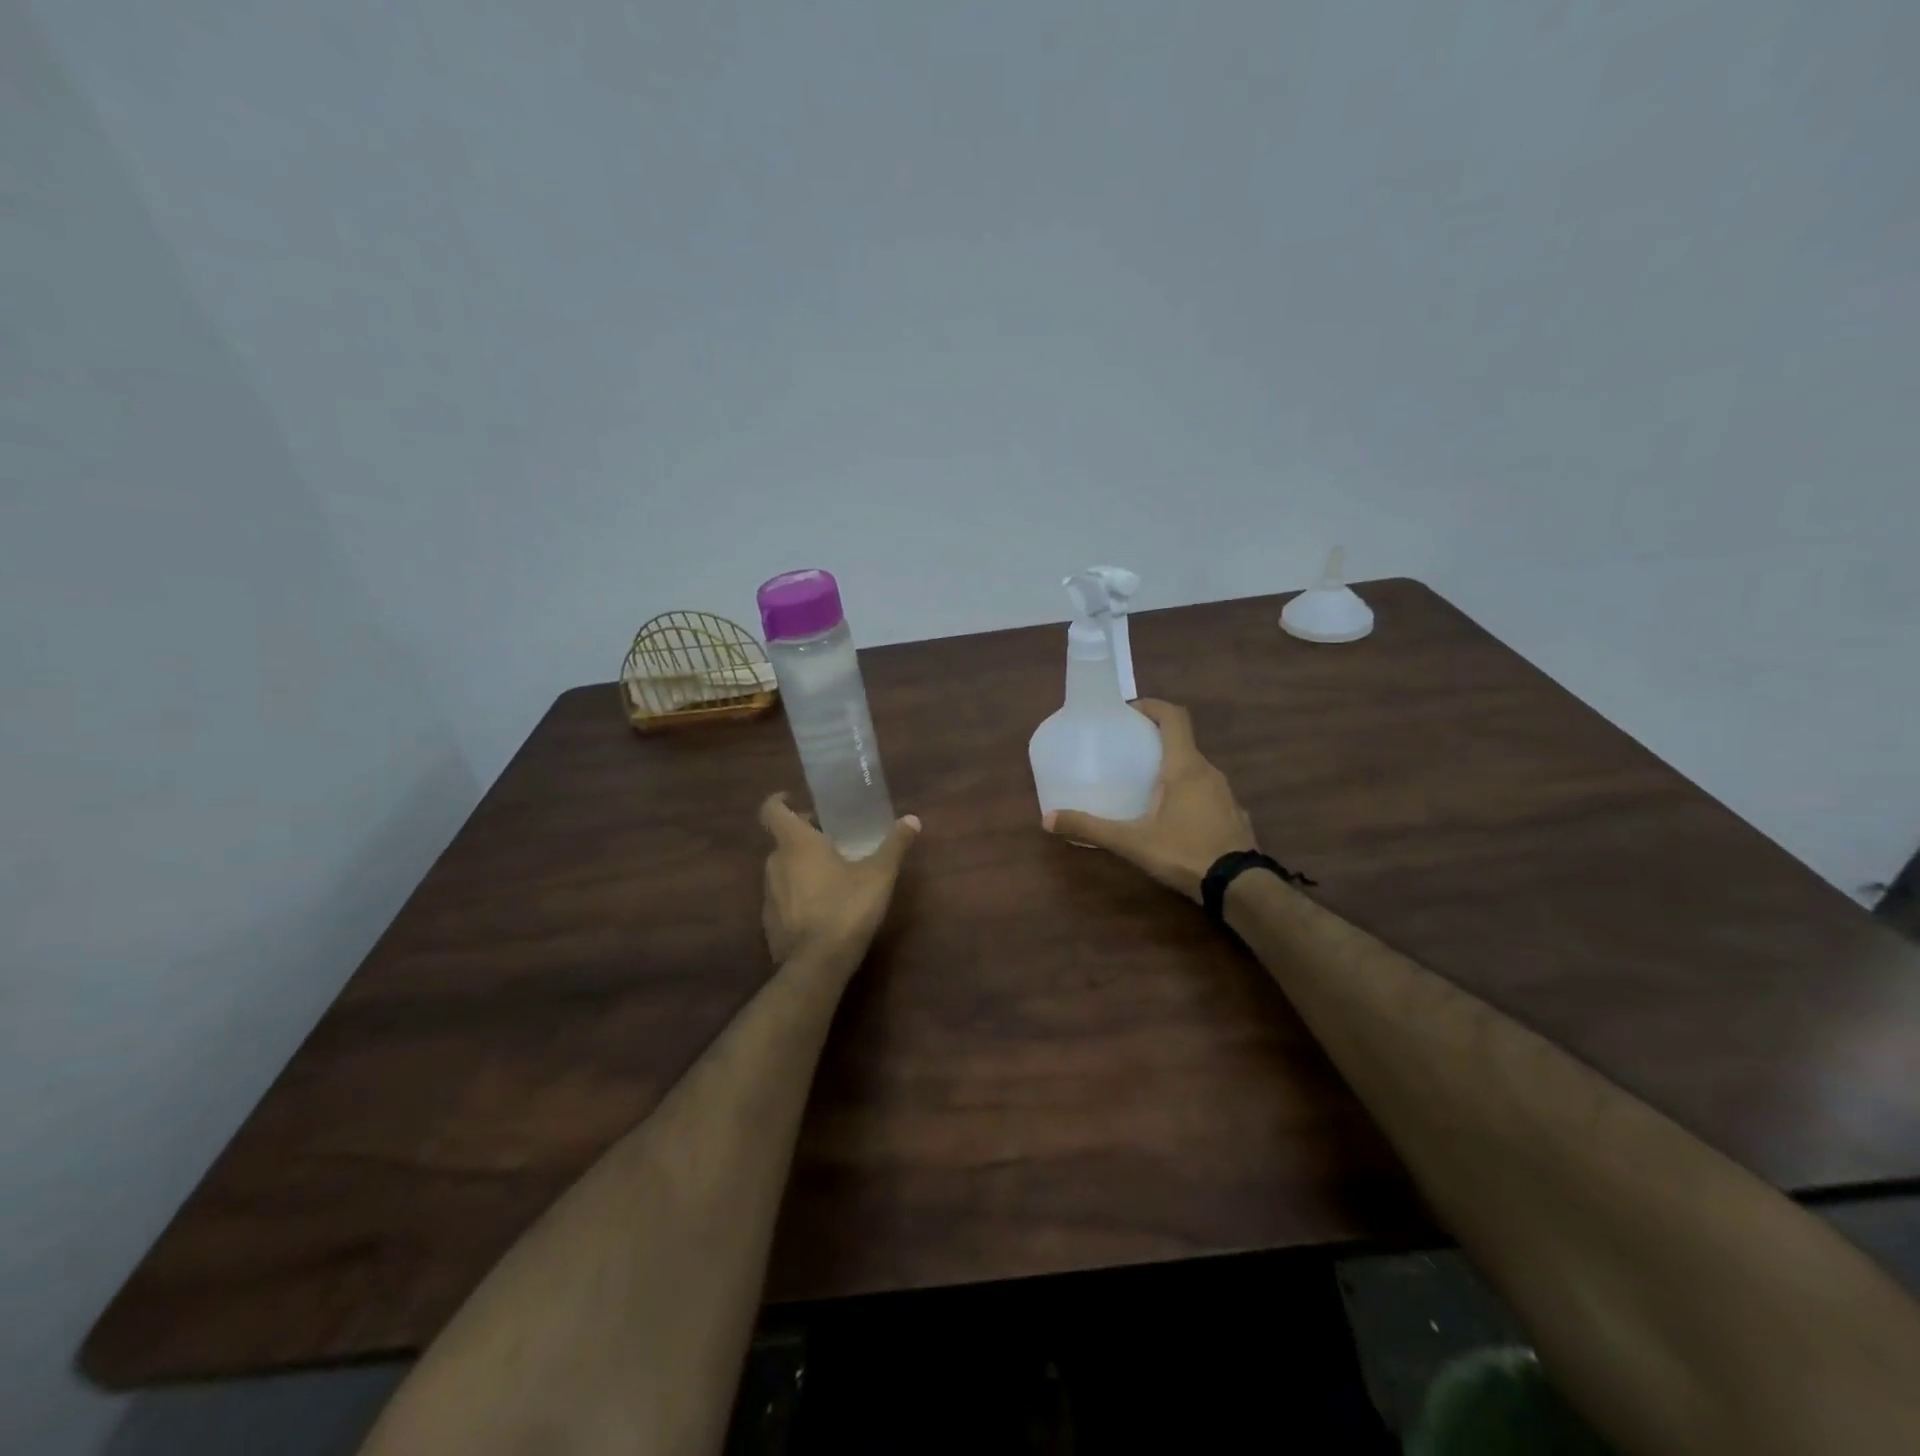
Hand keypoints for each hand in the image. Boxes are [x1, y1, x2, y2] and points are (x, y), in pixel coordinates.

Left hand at [759, 793, 920, 962]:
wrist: (816, 965)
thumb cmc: (846, 908)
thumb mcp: (879, 875)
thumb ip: (894, 845)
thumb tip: (912, 819)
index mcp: (796, 844)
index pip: (771, 810)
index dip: (779, 800)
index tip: (795, 799)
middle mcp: (775, 863)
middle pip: (782, 839)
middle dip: (804, 835)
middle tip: (831, 836)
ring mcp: (769, 894)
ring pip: (782, 868)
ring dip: (801, 864)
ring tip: (831, 871)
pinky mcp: (769, 922)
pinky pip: (782, 896)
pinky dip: (797, 893)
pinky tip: (822, 905)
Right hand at [1044, 699, 1255, 901]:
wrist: (1239, 887)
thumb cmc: (1184, 853)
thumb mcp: (1132, 842)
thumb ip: (1091, 828)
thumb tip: (1048, 819)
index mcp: (1185, 766)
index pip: (1174, 716)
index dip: (1152, 706)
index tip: (1128, 711)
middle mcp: (1209, 771)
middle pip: (1182, 742)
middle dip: (1155, 740)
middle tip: (1127, 752)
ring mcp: (1225, 793)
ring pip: (1195, 768)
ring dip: (1172, 768)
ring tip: (1146, 785)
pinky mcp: (1233, 814)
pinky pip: (1206, 791)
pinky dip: (1188, 792)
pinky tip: (1173, 816)